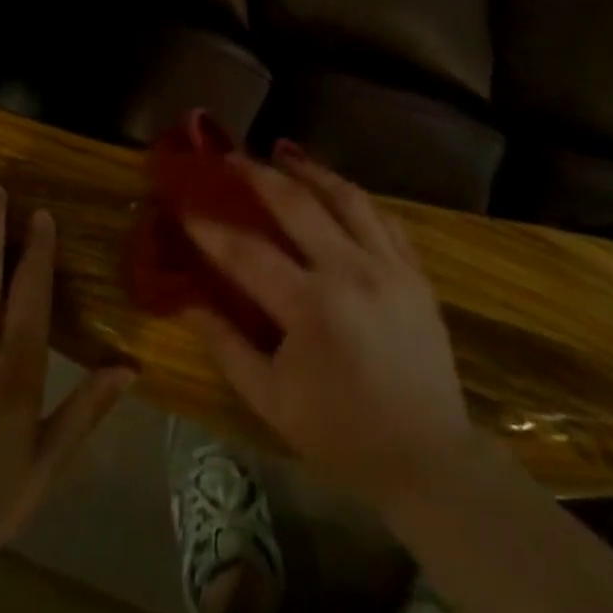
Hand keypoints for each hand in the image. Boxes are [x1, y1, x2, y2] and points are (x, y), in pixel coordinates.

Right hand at [181, 145, 478, 510]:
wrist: (429, 459)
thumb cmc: (341, 434)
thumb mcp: (271, 400)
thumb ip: (225, 345)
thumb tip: (186, 300)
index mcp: (311, 307)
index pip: (247, 252)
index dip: (209, 226)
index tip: (183, 203)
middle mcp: (351, 271)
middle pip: (297, 203)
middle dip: (257, 174)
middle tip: (231, 157)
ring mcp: (389, 265)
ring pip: (346, 196)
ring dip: (310, 169)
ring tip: (283, 152)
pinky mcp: (416, 271)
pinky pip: (382, 216)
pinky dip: (353, 196)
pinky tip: (335, 189)